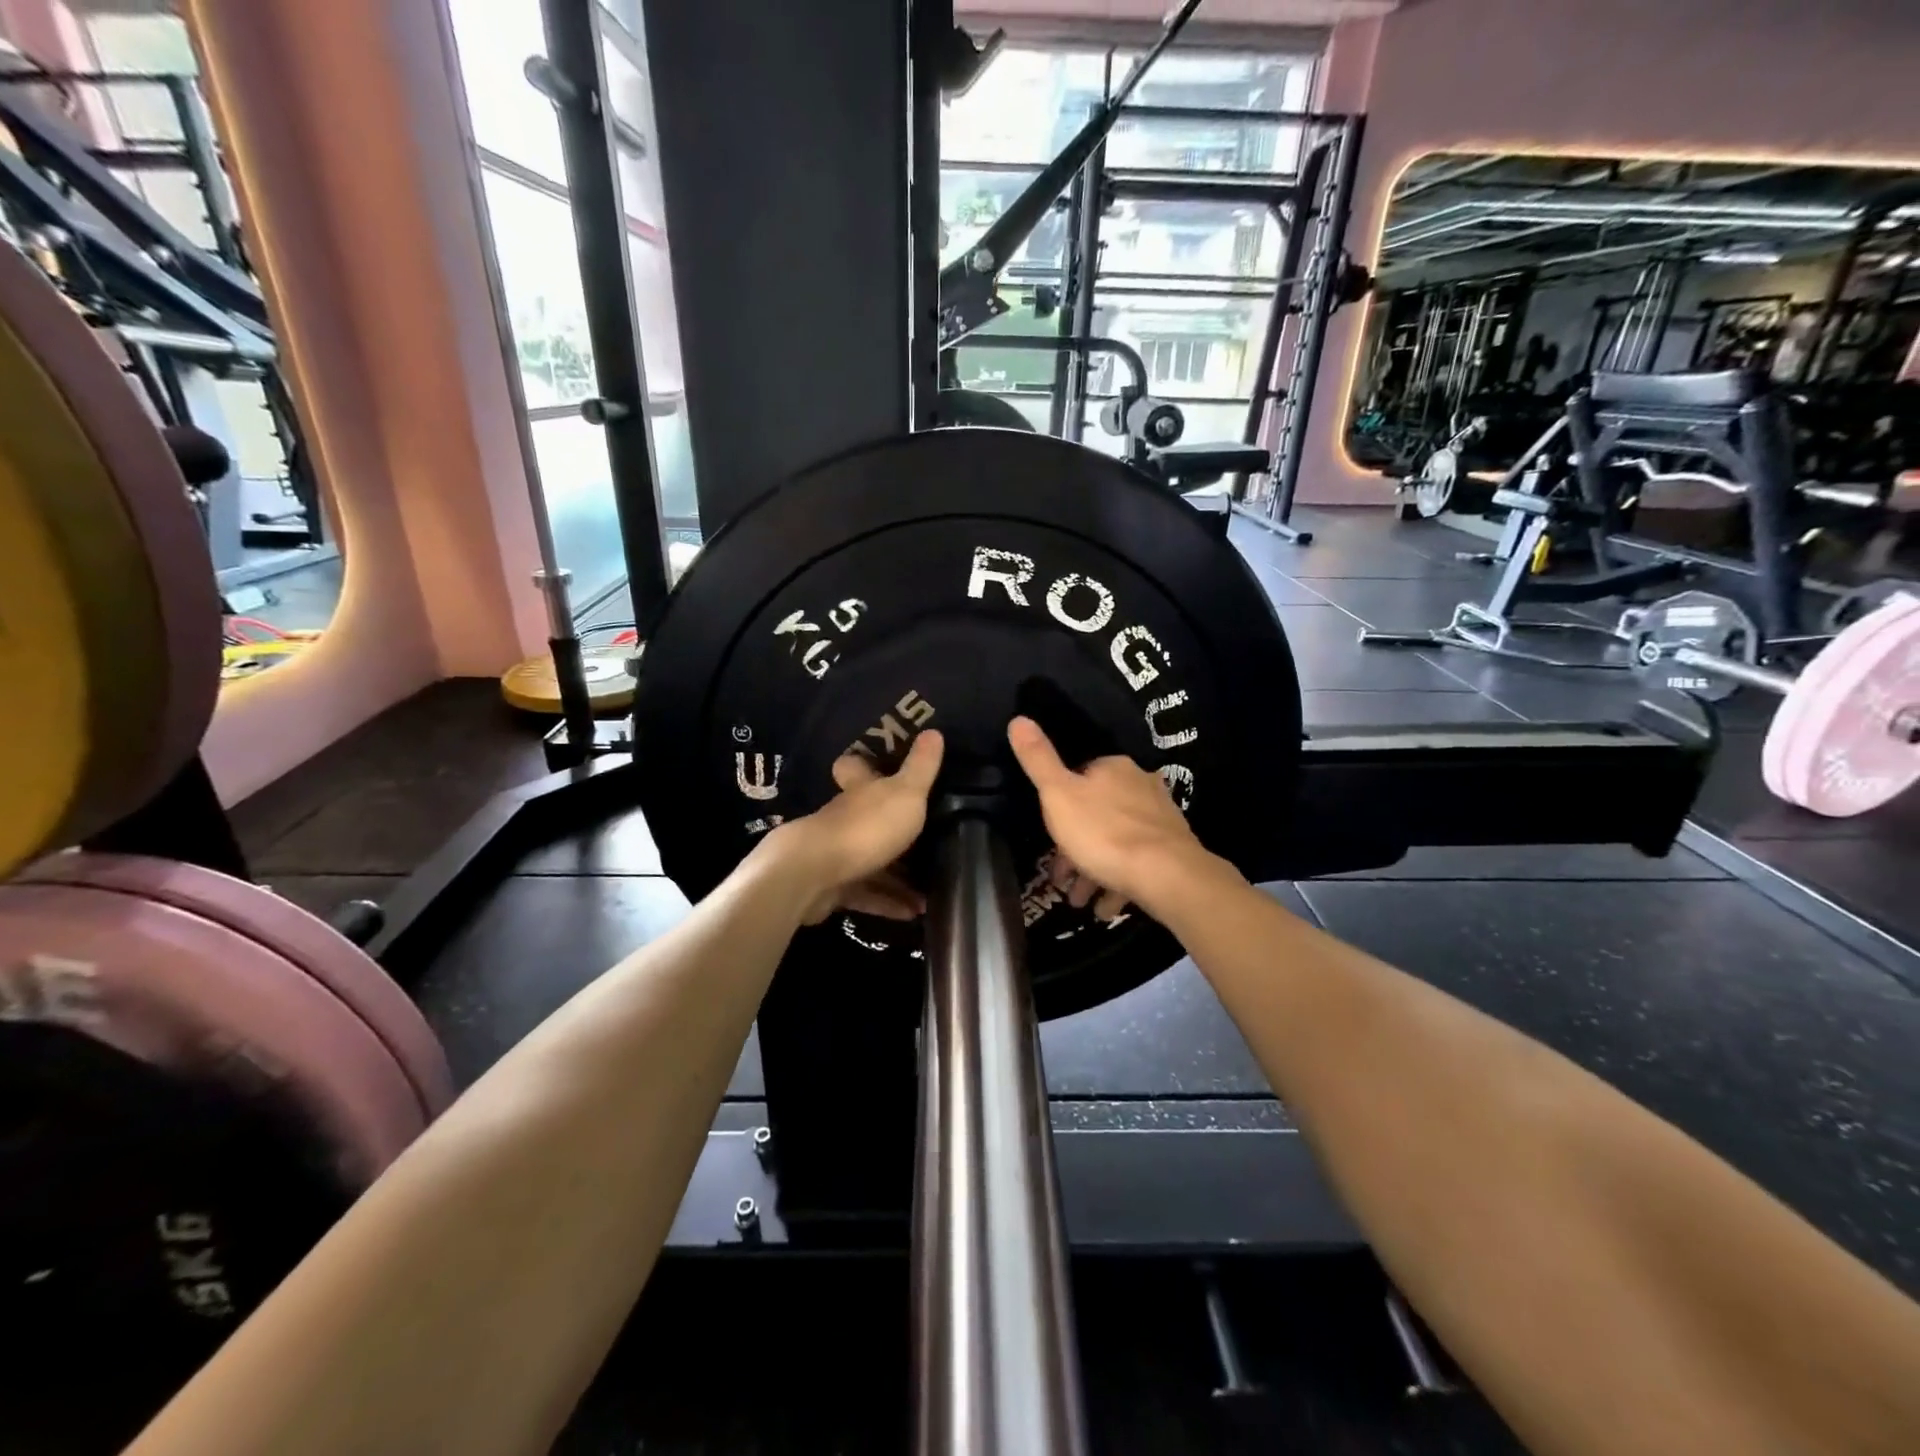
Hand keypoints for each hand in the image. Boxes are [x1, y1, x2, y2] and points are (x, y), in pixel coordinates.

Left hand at [764, 730, 945, 924]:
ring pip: (870, 862)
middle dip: (892, 830)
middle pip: (866, 819)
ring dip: (899, 878)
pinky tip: (913, 913)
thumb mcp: (905, 794)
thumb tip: (934, 731)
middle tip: (926, 840)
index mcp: (859, 792)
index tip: (879, 766)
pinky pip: (866, 894)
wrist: (811, 876)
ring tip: (930, 891)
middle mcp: (844, 819)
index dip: (864, 765)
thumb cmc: (864, 828)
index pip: (855, 769)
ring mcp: (835, 855)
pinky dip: (889, 903)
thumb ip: (921, 767)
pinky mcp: (832, 889)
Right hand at [1007, 716, 1206, 919]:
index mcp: (1113, 769)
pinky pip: (1138, 863)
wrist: (1166, 874)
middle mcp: (1141, 785)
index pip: (1080, 779)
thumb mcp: (1057, 795)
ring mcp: (1160, 818)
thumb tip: (1018, 718)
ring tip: (1080, 901)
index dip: (1060, 808)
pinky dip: (1119, 882)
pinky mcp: (1174, 849)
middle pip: (1098, 814)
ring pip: (1117, 842)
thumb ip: (1038, 759)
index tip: (1048, 837)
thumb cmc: (1103, 832)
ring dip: (1095, 871)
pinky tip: (1106, 907)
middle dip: (1076, 847)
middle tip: (1061, 879)